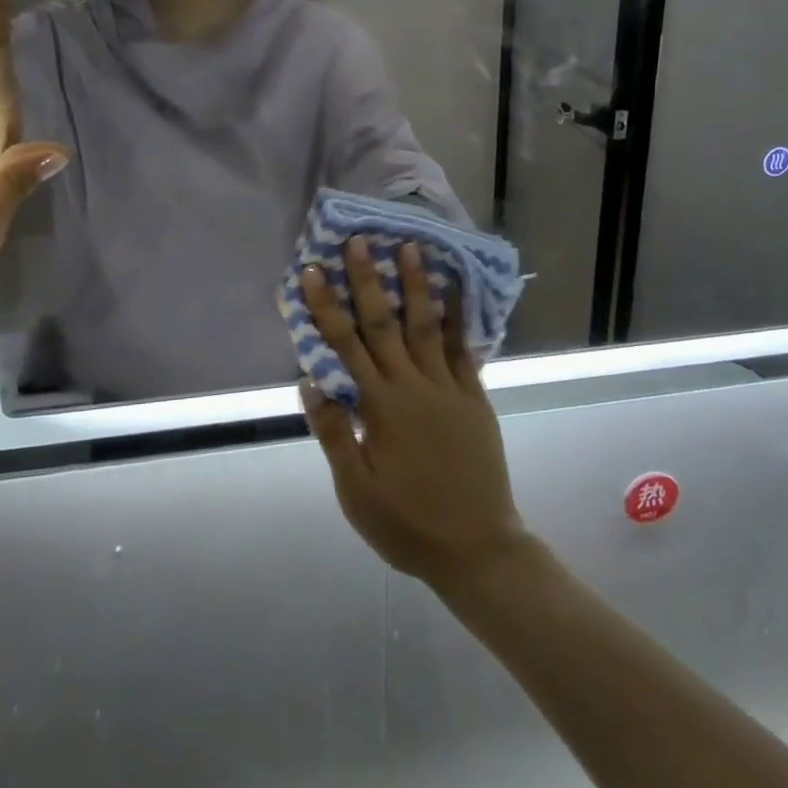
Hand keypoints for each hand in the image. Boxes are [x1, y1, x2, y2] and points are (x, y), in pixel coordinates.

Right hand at [299, 241, 530, 589]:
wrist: (476, 547)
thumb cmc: (407, 523)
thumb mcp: (356, 491)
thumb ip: (333, 433)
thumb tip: (310, 381)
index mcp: (379, 407)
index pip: (344, 346)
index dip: (326, 306)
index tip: (312, 271)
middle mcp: (412, 386)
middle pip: (384, 323)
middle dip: (369, 279)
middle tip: (359, 239)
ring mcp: (448, 388)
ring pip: (427, 325)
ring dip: (416, 284)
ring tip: (411, 246)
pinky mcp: (474, 397)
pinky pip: (465, 349)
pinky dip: (458, 317)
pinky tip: (455, 290)